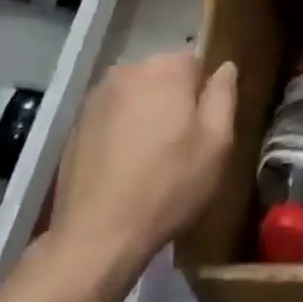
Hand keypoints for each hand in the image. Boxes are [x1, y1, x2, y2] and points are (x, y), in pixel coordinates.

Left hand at [46, 52, 237, 271]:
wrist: (95, 237)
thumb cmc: (167, 186)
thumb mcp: (216, 144)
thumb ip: (224, 96)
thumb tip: (226, 68)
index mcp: (166, 68)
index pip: (196, 64)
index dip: (203, 96)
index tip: (203, 129)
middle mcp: (129, 69)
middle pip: (164, 77)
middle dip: (173, 102)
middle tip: (179, 147)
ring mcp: (97, 96)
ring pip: (136, 96)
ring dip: (146, 115)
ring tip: (149, 159)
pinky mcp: (76, 123)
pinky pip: (111, 116)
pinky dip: (120, 131)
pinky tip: (122, 167)